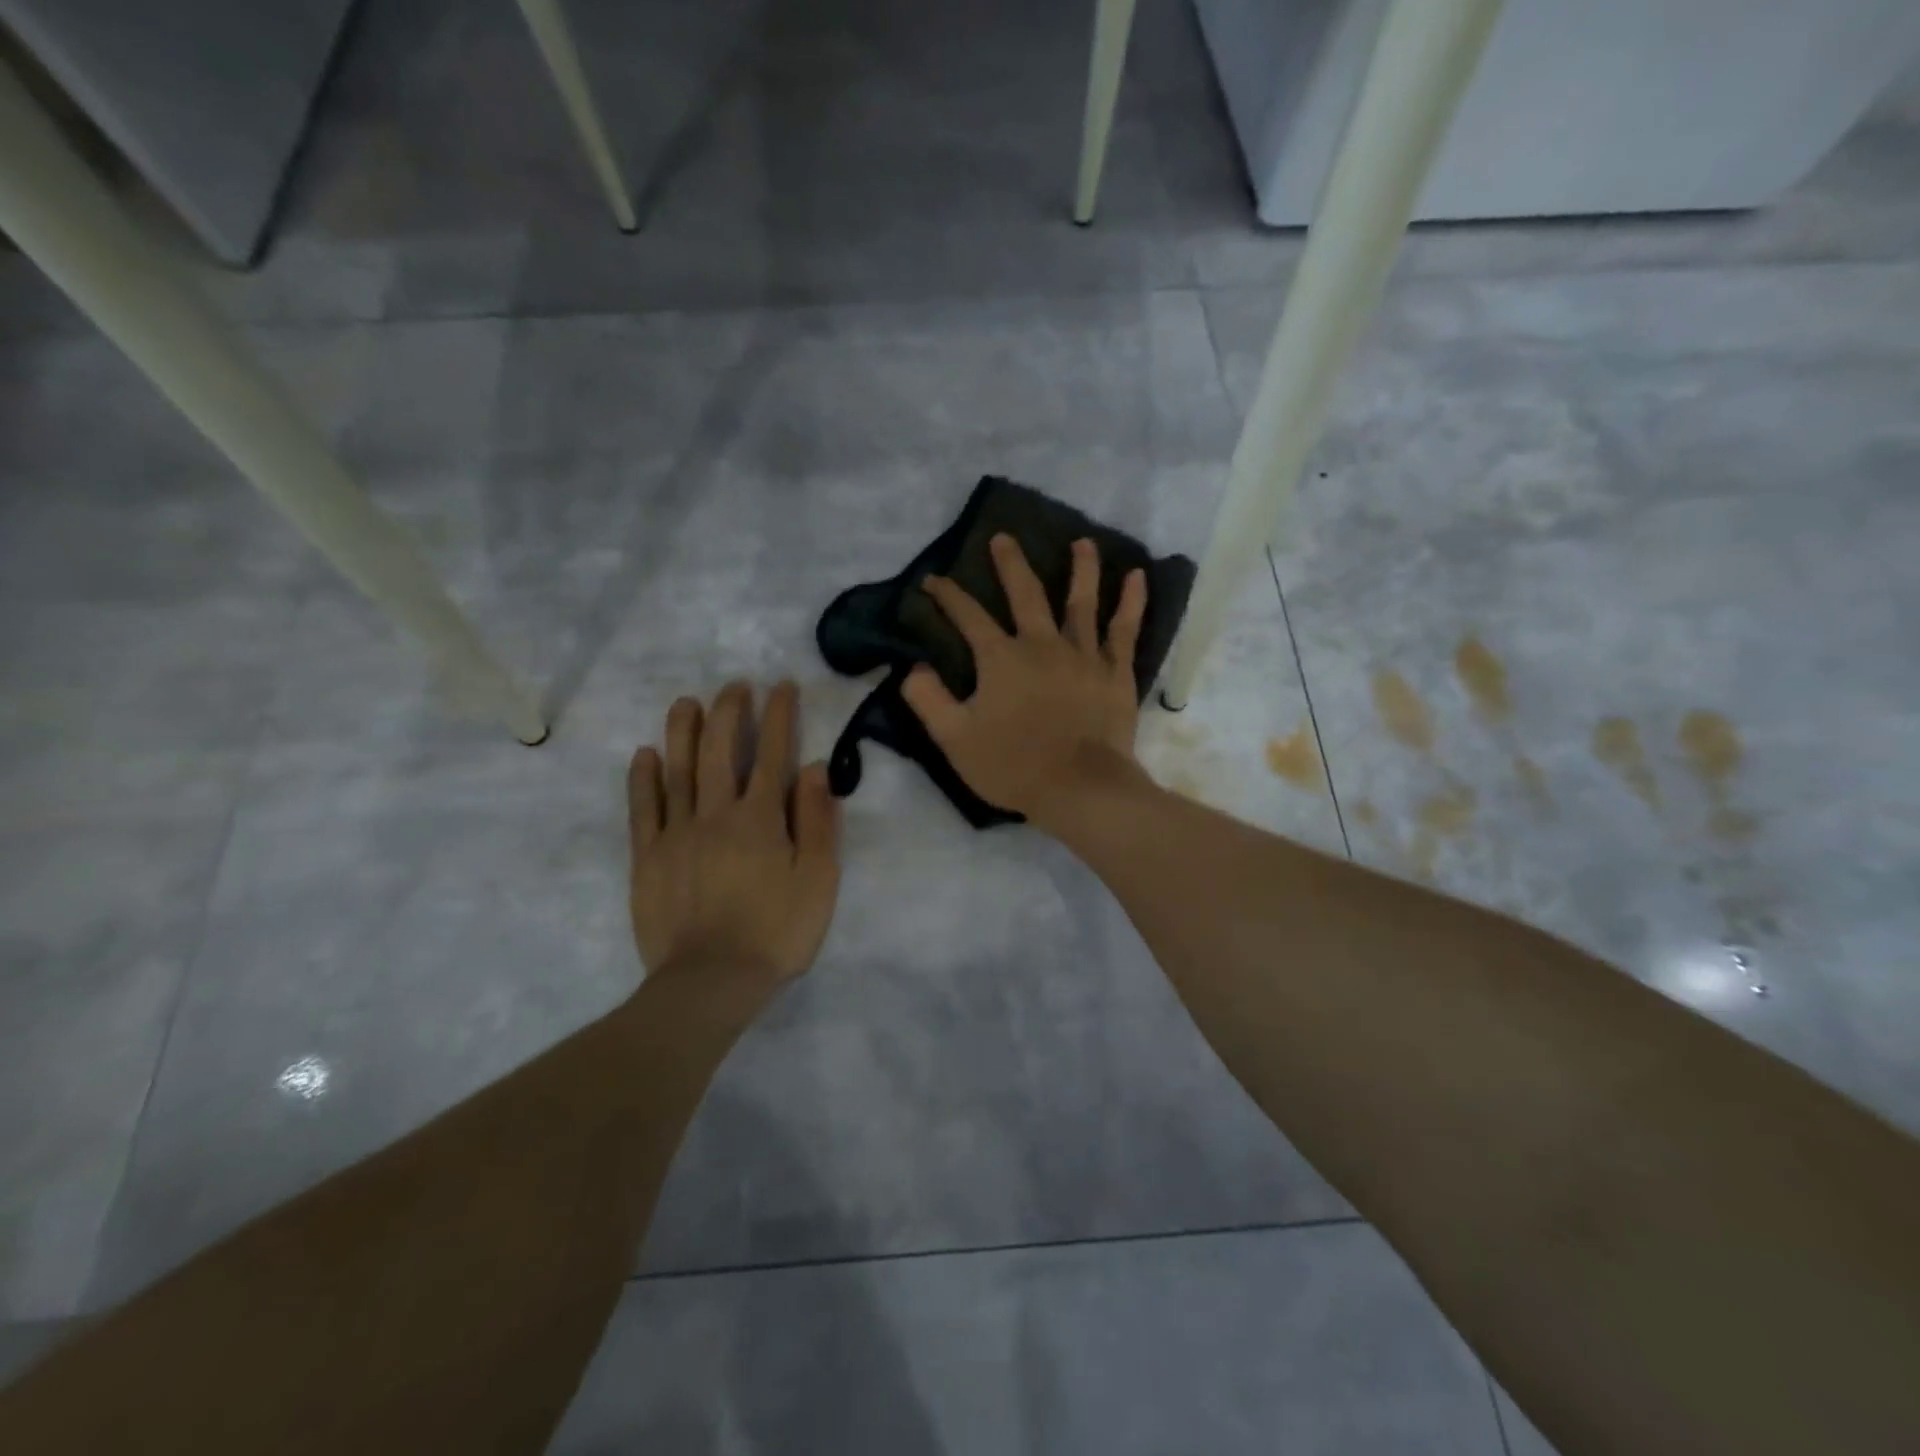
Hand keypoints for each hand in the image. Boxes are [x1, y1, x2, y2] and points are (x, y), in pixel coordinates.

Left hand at [628, 681, 840, 986]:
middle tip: (735, 685)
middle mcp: (717, 813)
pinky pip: (643, 808)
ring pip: (678, 769)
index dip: (779, 717)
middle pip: (721, 750)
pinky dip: (643, 778)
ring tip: (686, 702)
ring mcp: (677, 833)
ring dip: (683, 731)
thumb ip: (818, 821)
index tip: (782, 687)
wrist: (711, 982)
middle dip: (730, 711)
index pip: (773, 754)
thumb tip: (814, 768)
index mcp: (762, 818)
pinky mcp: (648, 857)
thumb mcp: (819, 880)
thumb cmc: (777, 932)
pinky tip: (645, 754)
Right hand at [903, 534, 1148, 830]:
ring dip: (1080, 568)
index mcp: (1002, 658)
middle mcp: (1042, 644)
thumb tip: (912, 668)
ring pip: (1081, 601)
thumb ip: (928, 700)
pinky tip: (1137, 577)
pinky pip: (1125, 630)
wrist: (1080, 789)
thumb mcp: (954, 739)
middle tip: (1003, 538)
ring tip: (1082, 541)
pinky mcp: (1116, 672)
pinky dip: (1132, 602)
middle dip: (1010, 564)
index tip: (933, 580)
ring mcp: (1084, 655)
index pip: (969, 617)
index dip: (948, 596)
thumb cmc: (1013, 766)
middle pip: (1025, 594)